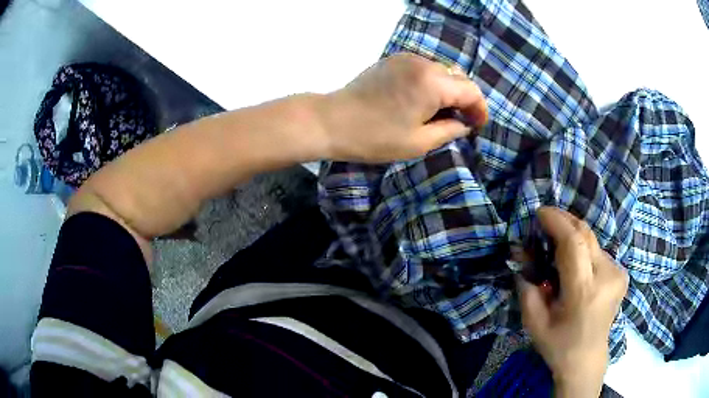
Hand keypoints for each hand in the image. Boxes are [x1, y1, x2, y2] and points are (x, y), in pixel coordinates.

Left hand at [320, 52, 487, 161]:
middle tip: (459, 122)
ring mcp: (406, 58)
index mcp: (433, 82)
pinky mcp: (392, 60)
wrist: (332, 121)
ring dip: (448, 90)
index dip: (480, 109)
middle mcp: (423, 63)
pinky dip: (431, 83)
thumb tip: (464, 124)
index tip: (477, 127)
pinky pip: (423, 68)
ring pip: (441, 71)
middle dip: (465, 100)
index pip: (471, 90)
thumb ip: (449, 131)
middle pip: (458, 77)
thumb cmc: (375, 137)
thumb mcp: (419, 142)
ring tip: (439, 113)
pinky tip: (421, 100)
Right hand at [516, 207, 628, 397]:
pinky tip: (574, 260)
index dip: (557, 221)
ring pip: (592, 240)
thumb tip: (522, 257)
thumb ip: (527, 288)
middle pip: (586, 233)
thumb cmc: (558, 345)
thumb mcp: (534, 322)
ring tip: (556, 242)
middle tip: (546, 219)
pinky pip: (598, 251)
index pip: (574, 243)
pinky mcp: (621, 273)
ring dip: (573, 236)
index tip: (540, 213)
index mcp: (584, 291)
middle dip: (564, 221)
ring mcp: (617, 273)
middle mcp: (607, 276)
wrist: (587, 359)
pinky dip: (583, 248)